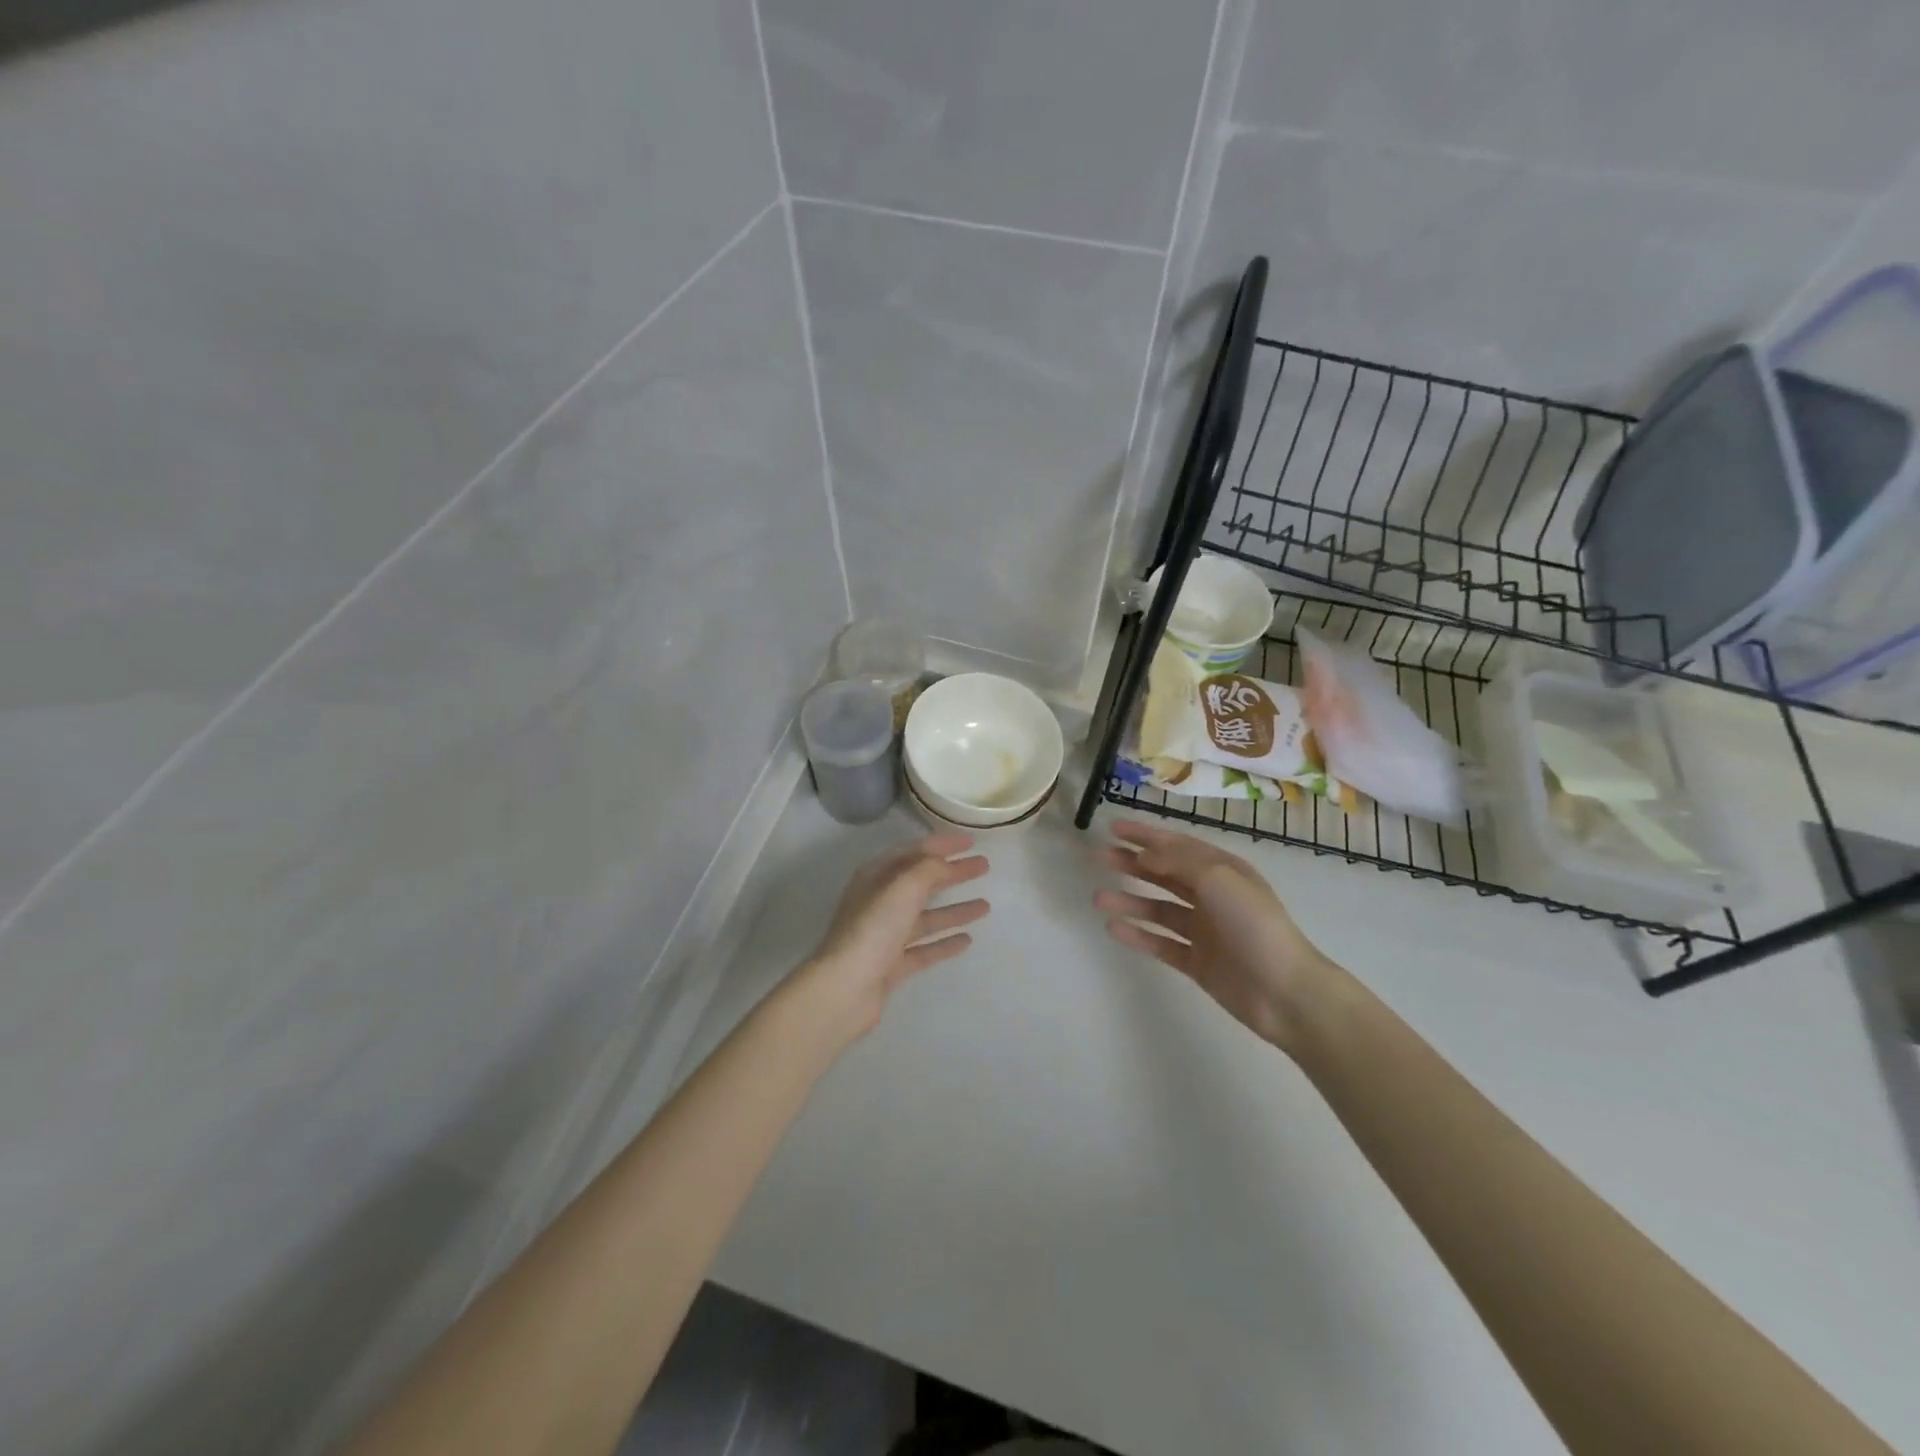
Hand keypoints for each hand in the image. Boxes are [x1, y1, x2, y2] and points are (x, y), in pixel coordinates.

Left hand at [794, 833, 990, 1039]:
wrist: (845, 987)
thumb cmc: (873, 929)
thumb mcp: (902, 887)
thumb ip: (928, 869)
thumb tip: (945, 863)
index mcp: (876, 877)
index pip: (914, 852)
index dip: (942, 845)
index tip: (971, 842)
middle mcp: (880, 902)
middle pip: (922, 883)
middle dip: (953, 873)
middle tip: (984, 867)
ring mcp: (886, 936)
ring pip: (926, 917)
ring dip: (954, 909)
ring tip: (986, 906)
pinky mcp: (892, 965)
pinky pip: (924, 948)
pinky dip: (945, 942)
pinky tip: (967, 940)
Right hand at [1094, 821, 1334, 1050]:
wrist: (1284, 991)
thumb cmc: (1254, 925)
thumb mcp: (1219, 878)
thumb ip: (1179, 861)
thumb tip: (1145, 855)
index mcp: (1223, 871)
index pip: (1177, 846)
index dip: (1145, 836)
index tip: (1113, 828)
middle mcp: (1212, 897)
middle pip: (1165, 875)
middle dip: (1132, 864)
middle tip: (1099, 858)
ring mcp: (1204, 931)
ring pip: (1158, 909)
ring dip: (1129, 901)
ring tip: (1098, 898)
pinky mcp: (1197, 962)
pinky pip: (1161, 943)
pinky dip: (1138, 935)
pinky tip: (1114, 929)